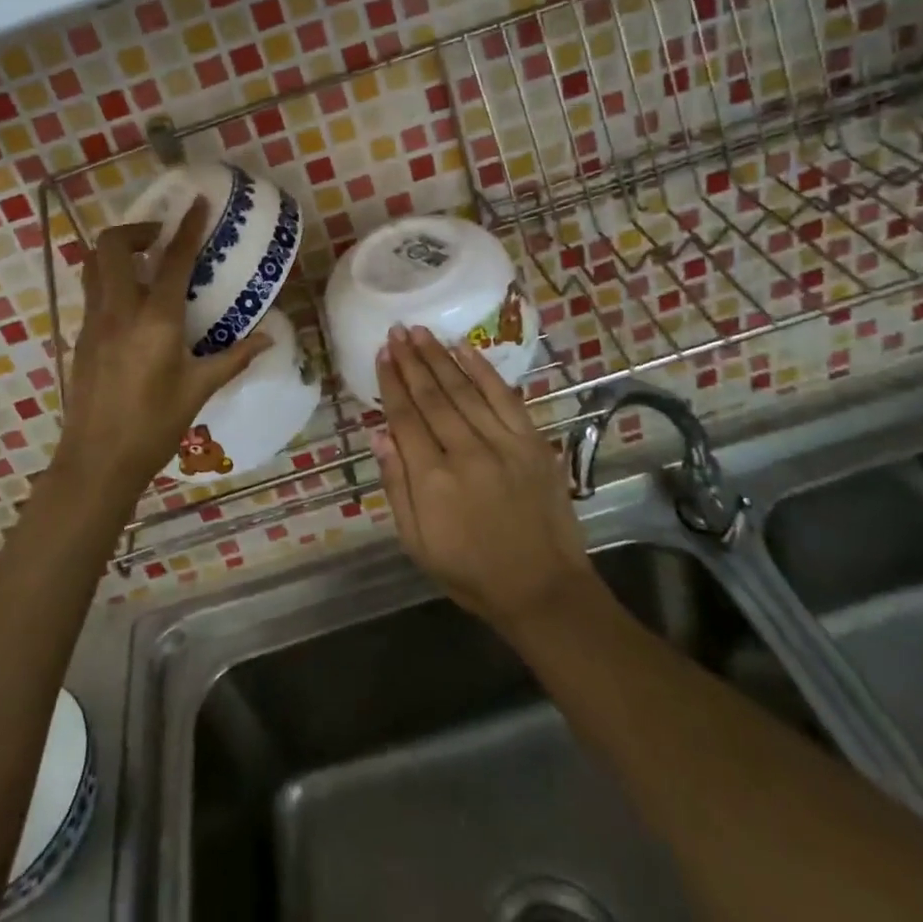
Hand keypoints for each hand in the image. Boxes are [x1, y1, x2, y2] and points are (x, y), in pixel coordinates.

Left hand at [56, 199, 272, 500]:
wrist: (97, 461)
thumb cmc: (153, 426)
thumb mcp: (199, 390)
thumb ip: (234, 358)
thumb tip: (269, 337)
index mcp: (155, 320)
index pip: (173, 260)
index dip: (188, 227)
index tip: (198, 203)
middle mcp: (118, 310)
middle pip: (112, 245)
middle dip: (137, 230)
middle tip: (161, 241)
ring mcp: (93, 322)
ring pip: (93, 264)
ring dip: (116, 251)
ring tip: (144, 263)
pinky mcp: (80, 337)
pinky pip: (91, 291)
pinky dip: (109, 279)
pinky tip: (131, 304)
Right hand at [373, 326, 594, 632]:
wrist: (543, 591)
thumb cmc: (471, 572)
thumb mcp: (417, 542)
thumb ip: (396, 486)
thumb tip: (378, 435)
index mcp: (432, 480)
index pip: (405, 417)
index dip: (391, 382)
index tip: (382, 353)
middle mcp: (465, 453)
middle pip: (431, 396)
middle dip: (411, 360)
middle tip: (397, 330)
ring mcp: (503, 444)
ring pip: (464, 389)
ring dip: (439, 356)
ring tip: (421, 331)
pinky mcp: (532, 443)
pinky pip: (504, 397)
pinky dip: (483, 370)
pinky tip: (465, 349)